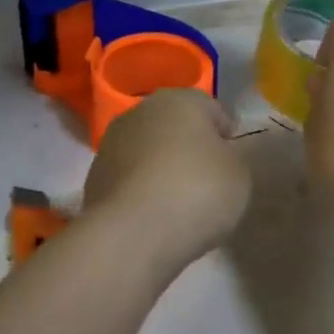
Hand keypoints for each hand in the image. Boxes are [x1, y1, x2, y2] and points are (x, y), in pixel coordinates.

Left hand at [83, 89, 251, 268]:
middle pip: (175, 127)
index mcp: (180, 99)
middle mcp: (141, 111)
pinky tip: (154, 217)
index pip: (212, 109)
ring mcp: (111, 143)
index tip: (233, 163)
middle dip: (189, 149)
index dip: (226, 136)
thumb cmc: (196, 192)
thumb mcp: (239, 174)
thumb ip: (231, 157)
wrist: (132, 234)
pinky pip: (130, 179)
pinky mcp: (94, 177)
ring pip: (148, 151)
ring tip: (180, 204)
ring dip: (162, 169)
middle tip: (208, 182)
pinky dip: (142, 191)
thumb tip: (216, 155)